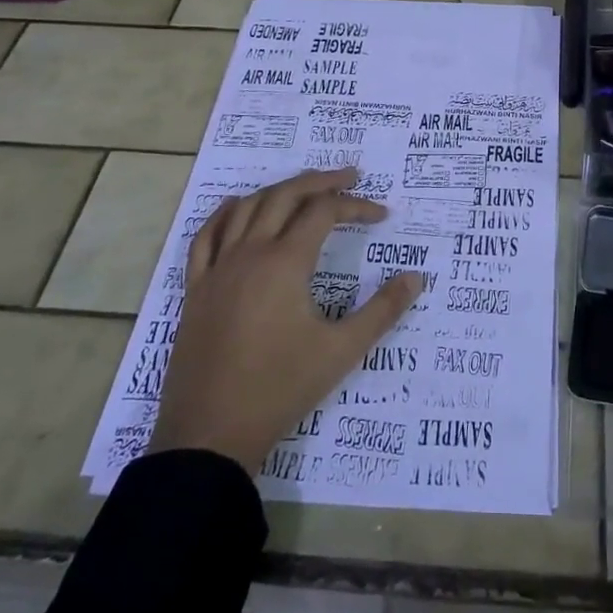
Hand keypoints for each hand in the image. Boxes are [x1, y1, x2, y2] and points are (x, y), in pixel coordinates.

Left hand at [149, 167, 421, 469]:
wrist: (210, 435)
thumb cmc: (281, 389)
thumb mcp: (342, 351)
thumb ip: (382, 310)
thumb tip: (416, 277)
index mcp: (285, 262)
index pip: (324, 212)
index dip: (356, 206)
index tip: (382, 216)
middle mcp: (250, 253)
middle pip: (285, 195)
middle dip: (321, 181)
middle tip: (350, 177)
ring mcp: (217, 269)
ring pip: (247, 207)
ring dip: (279, 190)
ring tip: (306, 189)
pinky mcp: (196, 289)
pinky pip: (206, 236)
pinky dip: (226, 213)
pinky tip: (238, 207)